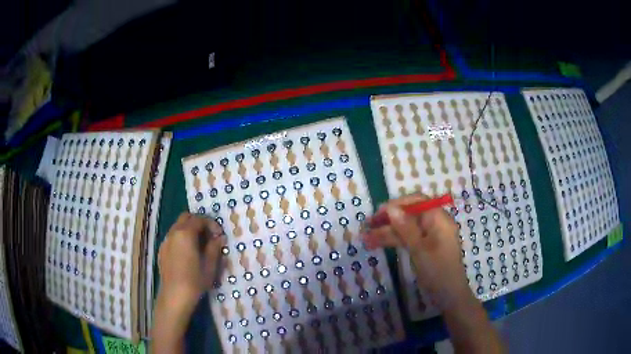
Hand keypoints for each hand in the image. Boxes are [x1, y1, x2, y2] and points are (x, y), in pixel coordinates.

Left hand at [157, 212, 224, 306]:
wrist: (174, 296)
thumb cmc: (194, 281)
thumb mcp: (210, 266)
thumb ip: (215, 248)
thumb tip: (219, 238)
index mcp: (185, 234)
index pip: (199, 219)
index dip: (211, 224)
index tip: (219, 235)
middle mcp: (173, 233)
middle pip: (186, 217)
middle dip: (198, 223)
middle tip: (209, 236)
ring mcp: (165, 241)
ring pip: (178, 226)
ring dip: (189, 230)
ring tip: (199, 245)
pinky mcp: (162, 250)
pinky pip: (172, 237)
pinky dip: (181, 238)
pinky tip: (188, 254)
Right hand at [362, 194, 471, 309]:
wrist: (448, 295)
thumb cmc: (438, 270)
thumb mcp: (420, 249)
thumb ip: (405, 228)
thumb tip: (391, 208)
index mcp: (438, 219)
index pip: (417, 202)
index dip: (397, 204)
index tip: (379, 212)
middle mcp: (433, 224)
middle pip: (409, 215)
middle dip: (388, 220)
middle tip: (367, 226)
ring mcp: (428, 236)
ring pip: (405, 229)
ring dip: (386, 233)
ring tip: (366, 238)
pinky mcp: (423, 248)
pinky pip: (407, 239)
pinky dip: (393, 241)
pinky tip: (377, 244)